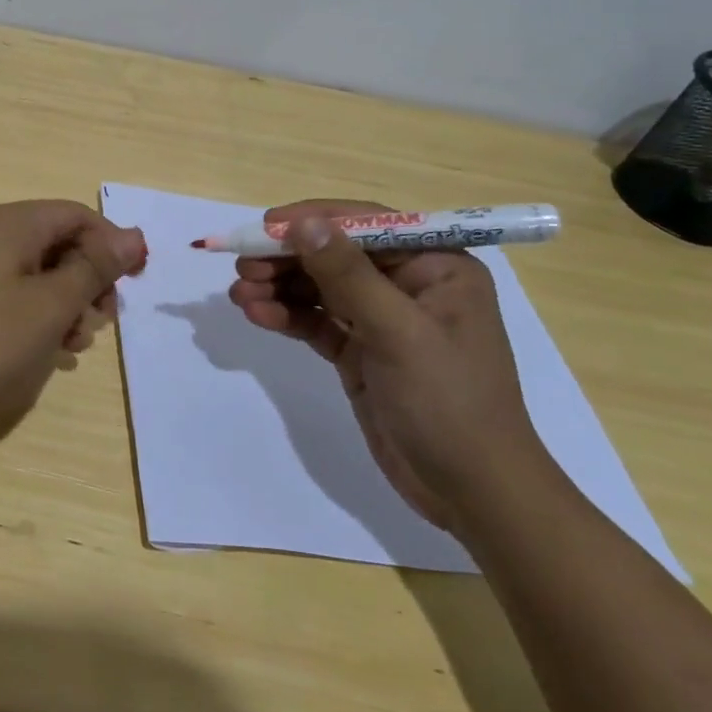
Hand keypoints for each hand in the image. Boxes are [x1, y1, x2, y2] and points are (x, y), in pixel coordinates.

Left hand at [0, 200, 146, 448]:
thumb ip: (94, 268)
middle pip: (58, 243)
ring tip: (71, 346)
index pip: (78, 216)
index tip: (132, 287)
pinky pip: (12, 296)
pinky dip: (36, 318)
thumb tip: (134, 236)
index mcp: (12, 224)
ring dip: (65, 305)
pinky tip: (44, 353)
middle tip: (99, 322)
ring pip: (37, 273)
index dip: (112, 246)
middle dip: (88, 281)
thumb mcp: (49, 306)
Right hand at [228, 199, 551, 531]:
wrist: (471, 492)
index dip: (313, 220)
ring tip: (239, 294)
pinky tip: (256, 314)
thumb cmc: (448, 402)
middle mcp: (408, 284)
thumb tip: (303, 222)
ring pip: (319, 287)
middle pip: (335, 254)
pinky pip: (316, 321)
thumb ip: (347, 275)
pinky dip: (286, 315)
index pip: (366, 225)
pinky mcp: (360, 351)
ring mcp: (381, 319)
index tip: (265, 226)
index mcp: (436, 266)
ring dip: (279, 287)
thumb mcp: (398, 332)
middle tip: (242, 267)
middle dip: (287, 258)